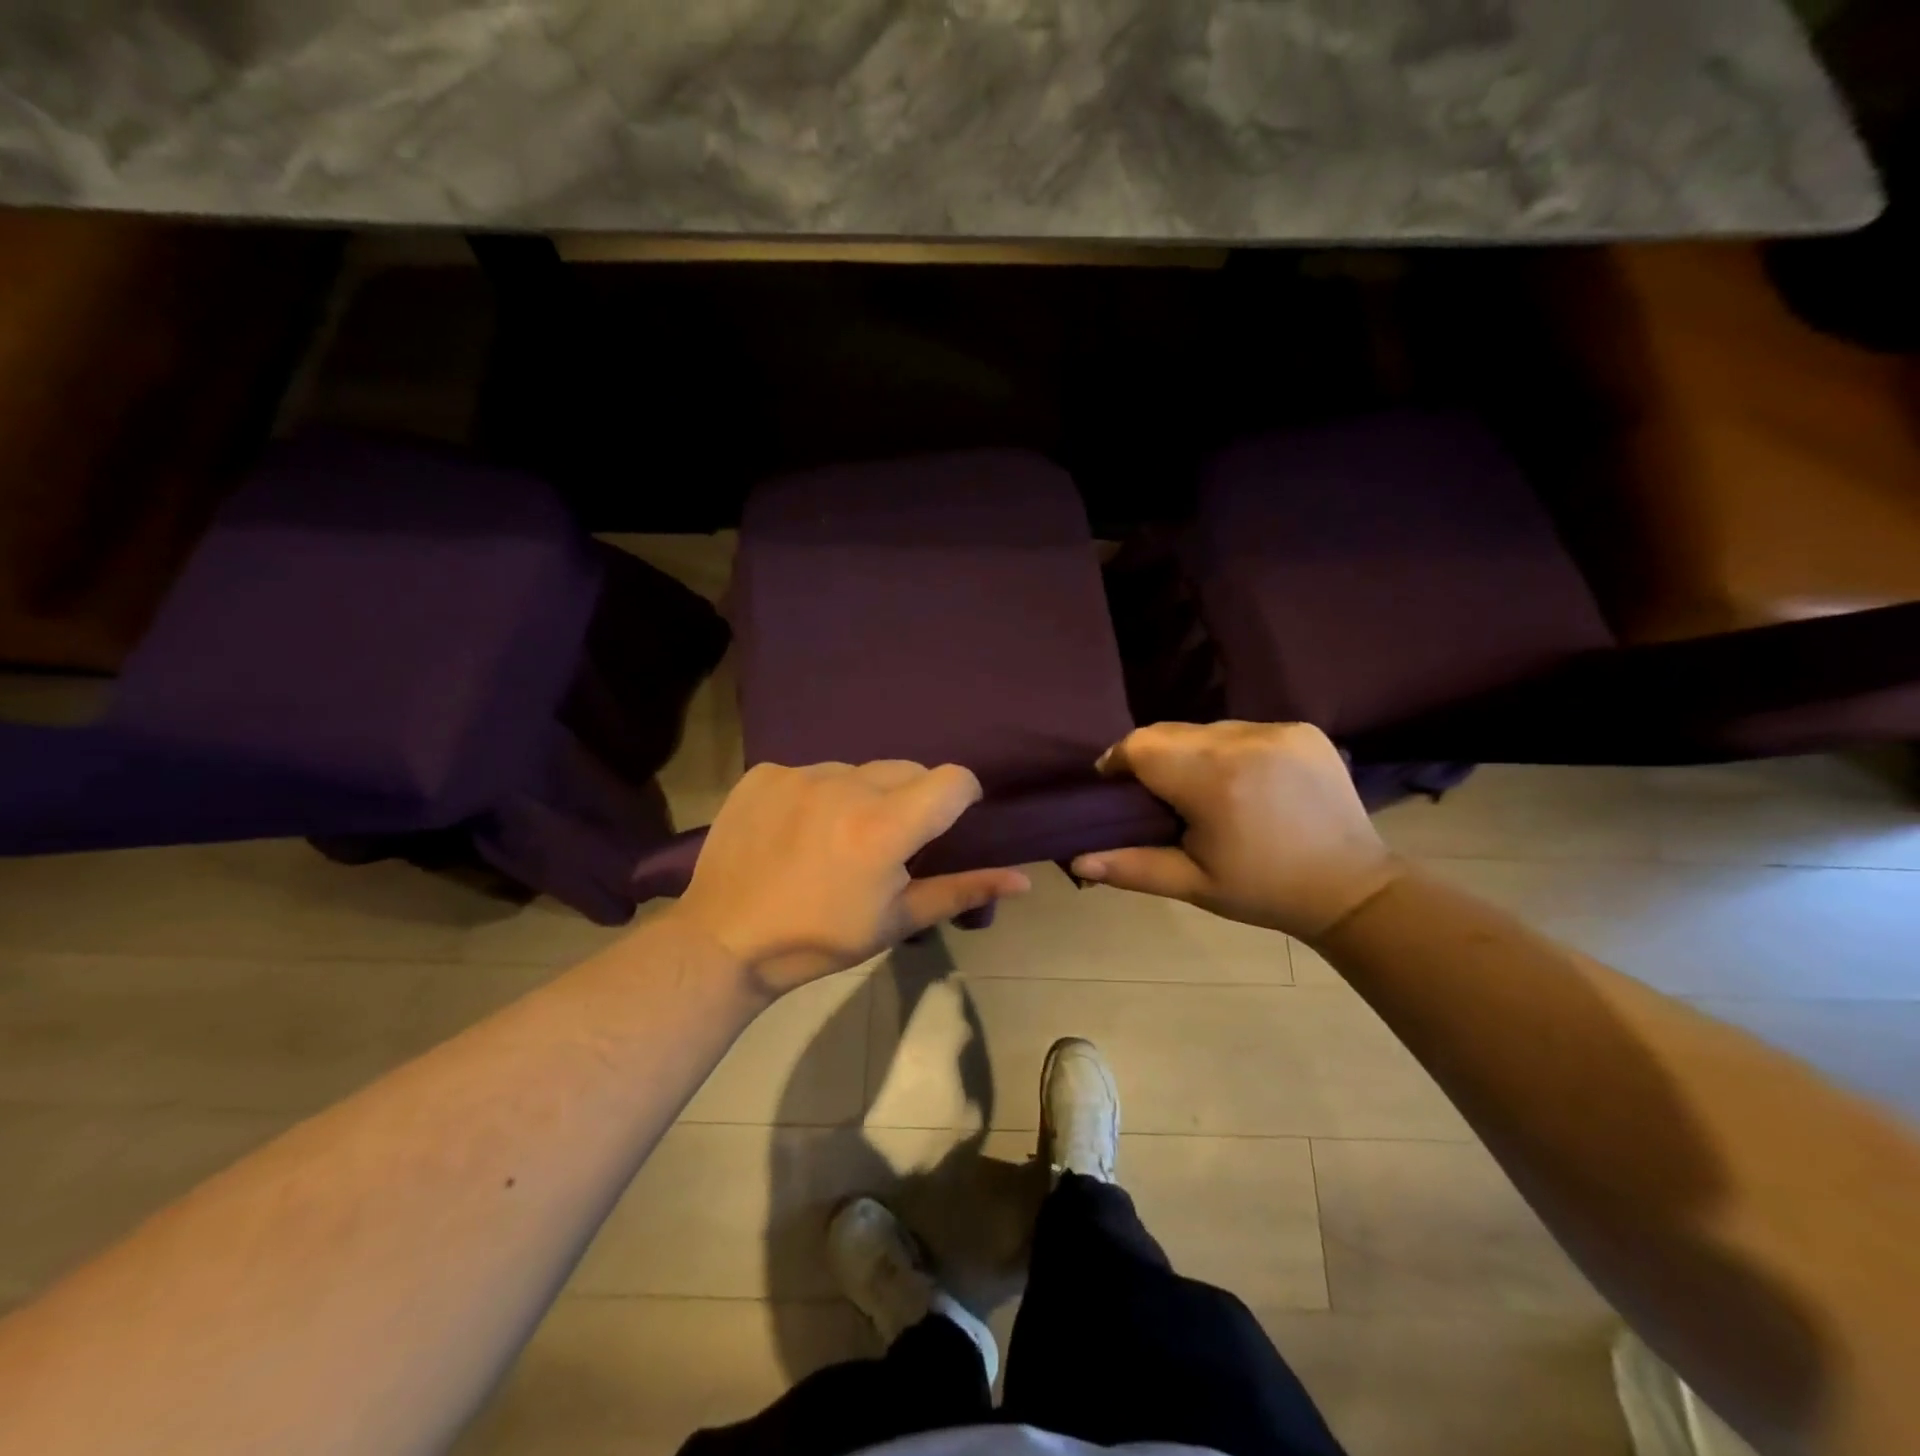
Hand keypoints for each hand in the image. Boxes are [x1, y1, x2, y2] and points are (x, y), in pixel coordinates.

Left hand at [671, 761, 1030, 997]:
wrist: (724, 940)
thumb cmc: (819, 938)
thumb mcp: (896, 921)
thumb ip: (961, 891)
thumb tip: (1023, 880)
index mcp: (884, 827)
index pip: (953, 779)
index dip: (961, 797)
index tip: (945, 824)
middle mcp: (845, 786)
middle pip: (907, 769)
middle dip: (911, 799)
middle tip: (887, 843)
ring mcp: (800, 774)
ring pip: (859, 769)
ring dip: (862, 795)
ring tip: (836, 838)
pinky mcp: (765, 773)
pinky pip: (812, 771)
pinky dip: (816, 794)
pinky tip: (796, 830)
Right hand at [1071, 721, 1402, 939]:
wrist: (1352, 888)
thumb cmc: (1263, 891)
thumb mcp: (1193, 884)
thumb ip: (1131, 866)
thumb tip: (1075, 859)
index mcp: (1213, 781)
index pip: (1140, 746)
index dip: (1119, 761)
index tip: (1116, 787)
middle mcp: (1244, 742)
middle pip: (1170, 732)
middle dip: (1153, 758)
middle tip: (1159, 795)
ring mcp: (1278, 731)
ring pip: (1205, 728)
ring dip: (1192, 752)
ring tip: (1204, 790)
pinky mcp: (1303, 729)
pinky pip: (1243, 729)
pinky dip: (1230, 749)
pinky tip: (1243, 781)